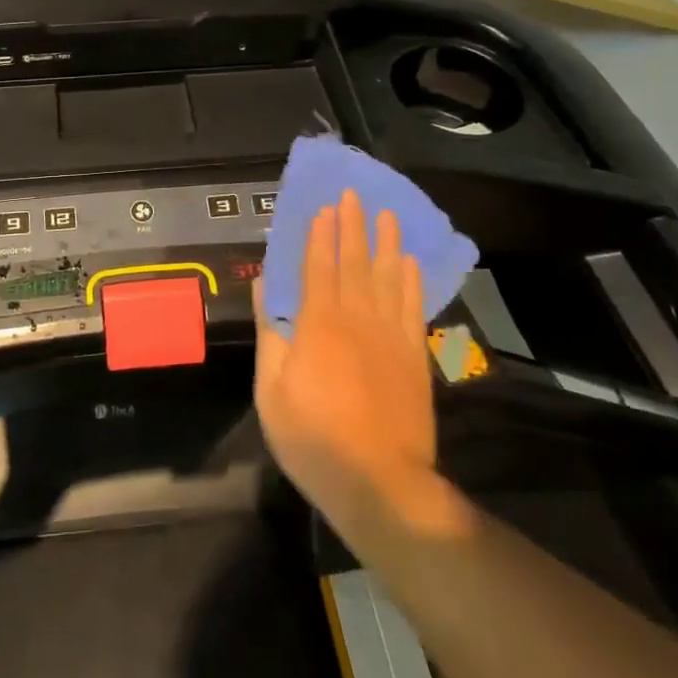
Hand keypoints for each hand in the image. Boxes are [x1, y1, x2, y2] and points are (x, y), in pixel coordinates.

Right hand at [253, 191, 470, 541]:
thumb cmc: (314, 438)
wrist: (380, 483)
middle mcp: (357, 319)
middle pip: (355, 263)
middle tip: (354, 194)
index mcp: (319, 325)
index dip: (322, 235)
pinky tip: (409, 263)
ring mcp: (391, 336)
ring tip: (387, 214)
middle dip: (353, 226)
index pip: (319, 268)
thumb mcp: (272, 391)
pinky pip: (413, 307)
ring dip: (387, 243)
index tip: (325, 207)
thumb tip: (263, 289)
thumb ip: (270, 335)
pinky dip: (411, 281)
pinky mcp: (414, 356)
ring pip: (388, 277)